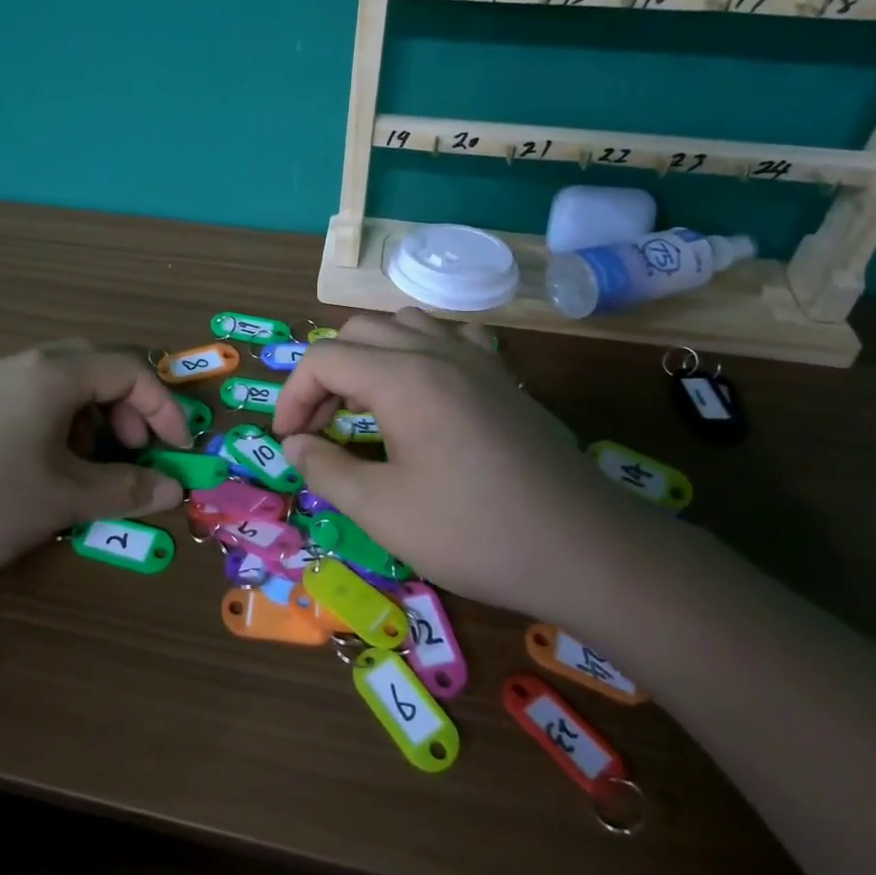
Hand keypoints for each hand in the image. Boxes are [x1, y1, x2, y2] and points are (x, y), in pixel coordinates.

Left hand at [0, 339, 189, 588]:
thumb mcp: (63, 500)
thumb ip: (126, 490)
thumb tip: (173, 491)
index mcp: (50, 372)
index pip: (128, 370)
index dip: (164, 408)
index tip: (178, 451)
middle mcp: (16, 362)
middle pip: (93, 365)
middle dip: (125, 407)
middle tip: (131, 452)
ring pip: (56, 381)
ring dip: (88, 416)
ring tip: (84, 466)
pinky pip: (22, 396)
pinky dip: (51, 422)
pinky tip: (37, 467)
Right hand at [271, 311, 663, 622]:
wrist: (585, 549)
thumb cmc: (475, 532)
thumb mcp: (383, 511)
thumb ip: (326, 469)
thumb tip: (295, 445)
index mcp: (403, 377)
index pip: (323, 359)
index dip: (292, 397)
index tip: (289, 443)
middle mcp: (437, 351)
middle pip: (357, 332)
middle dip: (324, 374)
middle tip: (319, 427)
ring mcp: (477, 359)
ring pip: (402, 325)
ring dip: (368, 356)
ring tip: (363, 405)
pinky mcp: (503, 377)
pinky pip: (451, 337)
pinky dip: (420, 351)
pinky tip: (424, 389)